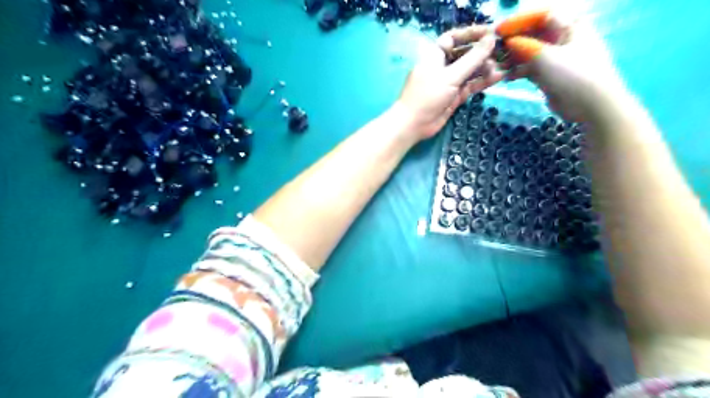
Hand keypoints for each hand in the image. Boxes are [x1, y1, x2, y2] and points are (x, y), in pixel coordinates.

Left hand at [397, 27, 506, 141]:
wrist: (414, 124)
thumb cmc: (428, 95)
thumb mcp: (450, 75)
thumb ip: (472, 58)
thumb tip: (491, 39)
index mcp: (435, 55)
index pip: (454, 38)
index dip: (471, 34)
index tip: (491, 33)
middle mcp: (442, 67)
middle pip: (464, 54)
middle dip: (482, 53)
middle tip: (502, 51)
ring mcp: (449, 82)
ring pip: (470, 71)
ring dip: (485, 68)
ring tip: (502, 66)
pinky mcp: (454, 97)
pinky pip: (470, 86)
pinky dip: (482, 82)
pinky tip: (497, 77)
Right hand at [499, 9, 624, 121]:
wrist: (591, 104)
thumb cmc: (572, 74)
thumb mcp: (545, 56)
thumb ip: (524, 46)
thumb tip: (509, 41)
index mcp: (569, 26)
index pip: (540, 17)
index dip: (518, 22)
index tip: (499, 31)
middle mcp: (563, 39)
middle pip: (533, 35)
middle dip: (513, 42)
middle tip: (494, 52)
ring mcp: (556, 58)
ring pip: (530, 53)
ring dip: (513, 59)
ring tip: (497, 67)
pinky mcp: (550, 75)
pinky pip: (530, 68)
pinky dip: (518, 71)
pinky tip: (506, 78)